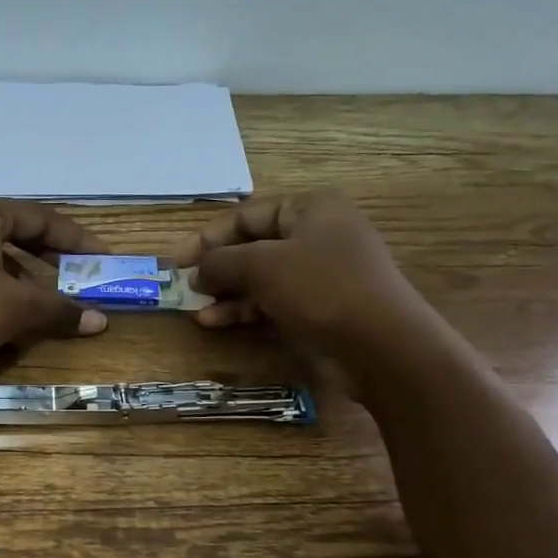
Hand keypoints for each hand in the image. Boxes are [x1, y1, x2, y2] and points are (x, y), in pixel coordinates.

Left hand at [0, 198, 106, 387]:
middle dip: (50, 258)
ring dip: (24, 280)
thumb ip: (59, 309)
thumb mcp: (15, 308)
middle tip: (79, 275)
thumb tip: (100, 320)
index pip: (39, 218)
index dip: (76, 238)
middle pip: (15, 235)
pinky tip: (9, 318)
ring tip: (47, 303)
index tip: (102, 258)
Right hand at [171, 192, 428, 354]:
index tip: (175, 260)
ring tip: (196, 308)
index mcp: (310, 209)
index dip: (207, 236)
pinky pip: (273, 300)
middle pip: (253, 245)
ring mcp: (320, 273)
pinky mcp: (320, 307)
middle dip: (216, 266)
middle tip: (183, 285)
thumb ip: (222, 262)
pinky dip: (245, 309)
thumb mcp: (264, 266)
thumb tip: (196, 270)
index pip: (246, 215)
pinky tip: (215, 322)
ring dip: (226, 291)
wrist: (382, 347)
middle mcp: (317, 235)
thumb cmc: (323, 289)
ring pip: (260, 276)